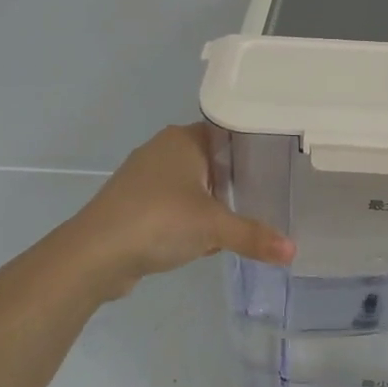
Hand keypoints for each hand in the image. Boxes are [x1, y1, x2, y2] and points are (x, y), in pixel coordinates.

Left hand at [69, 124, 293, 301]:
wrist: (94, 255)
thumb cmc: (158, 221)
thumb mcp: (214, 227)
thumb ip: (254, 236)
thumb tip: (293, 252)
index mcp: (183, 139)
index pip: (228, 131)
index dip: (254, 147)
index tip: (281, 164)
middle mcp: (163, 150)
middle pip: (213, 159)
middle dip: (237, 180)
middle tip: (271, 195)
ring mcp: (145, 178)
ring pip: (193, 184)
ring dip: (213, 202)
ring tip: (245, 218)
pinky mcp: (135, 204)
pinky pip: (175, 205)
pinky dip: (191, 219)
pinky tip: (208, 241)